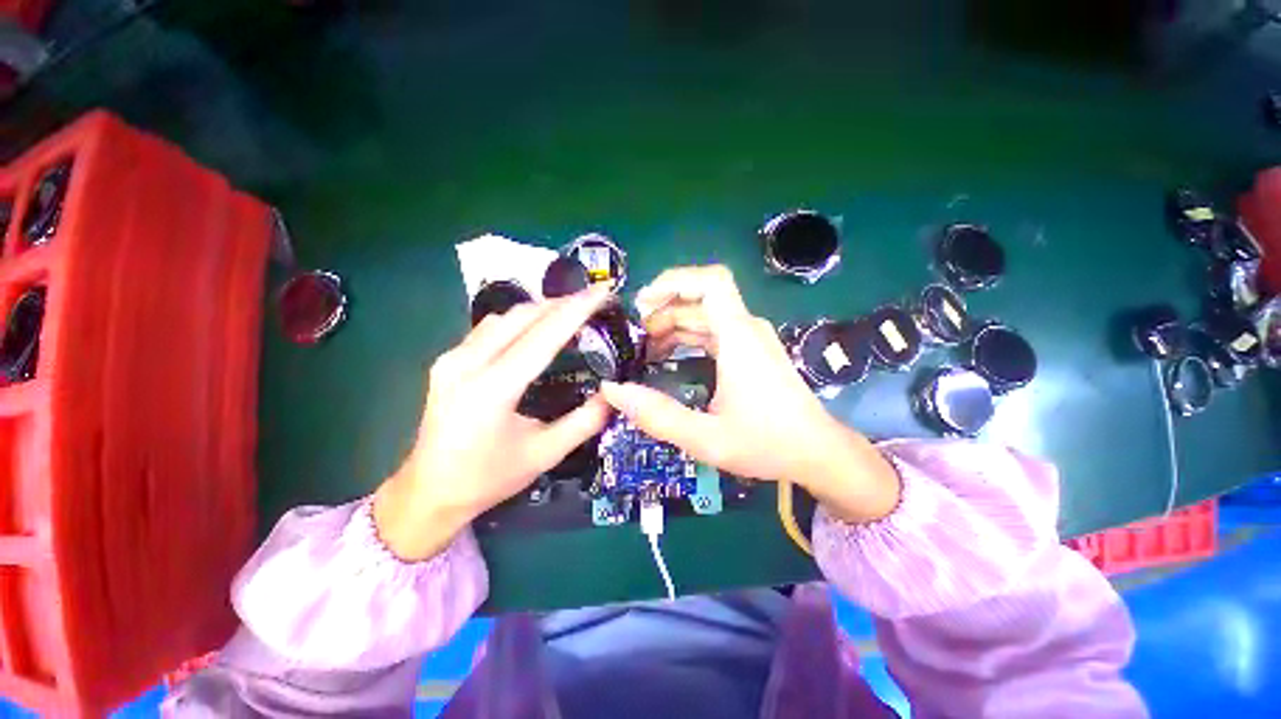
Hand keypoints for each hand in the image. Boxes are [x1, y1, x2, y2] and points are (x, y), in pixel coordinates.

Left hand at [374, 285, 614, 560]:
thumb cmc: (488, 478)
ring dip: (541, 309)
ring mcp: (452, 358)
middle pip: (522, 316)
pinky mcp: (447, 360)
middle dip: (562, 303)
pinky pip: (490, 328)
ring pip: (504, 317)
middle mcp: (466, 363)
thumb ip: (585, 421)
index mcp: (492, 389)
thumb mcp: (545, 453)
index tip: (603, 291)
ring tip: (571, 310)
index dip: (577, 310)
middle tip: (594, 300)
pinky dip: (521, 320)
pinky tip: (537, 327)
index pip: (543, 336)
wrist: (427, 493)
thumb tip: (614, 393)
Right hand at [600, 266, 899, 523]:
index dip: (674, 281)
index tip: (643, 302)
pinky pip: (712, 332)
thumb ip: (658, 416)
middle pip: (698, 300)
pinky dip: (685, 338)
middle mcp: (745, 328)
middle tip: (633, 339)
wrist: (817, 452)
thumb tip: (613, 391)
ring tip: (643, 351)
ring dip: (671, 327)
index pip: (711, 282)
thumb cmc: (768, 444)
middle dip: (661, 312)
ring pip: (703, 316)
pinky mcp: (749, 350)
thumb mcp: (706, 437)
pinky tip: (667, 358)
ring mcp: (749, 338)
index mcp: (739, 337)